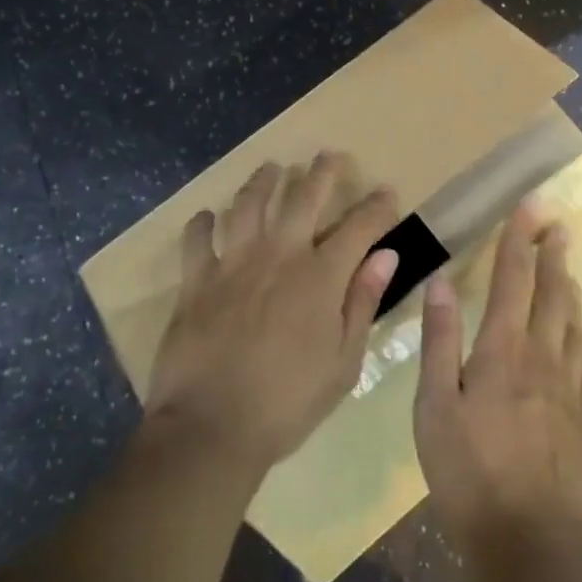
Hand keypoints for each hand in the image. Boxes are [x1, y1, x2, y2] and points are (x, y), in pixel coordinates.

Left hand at [145, 153, 399, 474]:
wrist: (212, 426)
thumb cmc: (288, 402)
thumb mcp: (343, 362)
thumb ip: (363, 303)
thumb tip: (386, 256)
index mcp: (321, 276)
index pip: (359, 227)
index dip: (376, 206)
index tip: (386, 192)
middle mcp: (279, 255)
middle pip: (303, 197)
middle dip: (321, 172)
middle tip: (328, 155)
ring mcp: (233, 262)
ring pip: (249, 204)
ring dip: (263, 181)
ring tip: (271, 169)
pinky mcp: (196, 279)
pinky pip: (197, 238)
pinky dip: (203, 224)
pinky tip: (208, 218)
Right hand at [414, 202, 581, 557]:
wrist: (536, 546)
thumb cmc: (471, 475)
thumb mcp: (435, 408)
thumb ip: (440, 342)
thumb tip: (443, 283)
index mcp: (504, 350)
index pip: (512, 279)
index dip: (519, 239)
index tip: (531, 205)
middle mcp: (543, 359)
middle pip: (552, 295)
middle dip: (553, 256)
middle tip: (559, 226)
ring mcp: (570, 392)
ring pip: (573, 327)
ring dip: (571, 293)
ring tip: (569, 271)